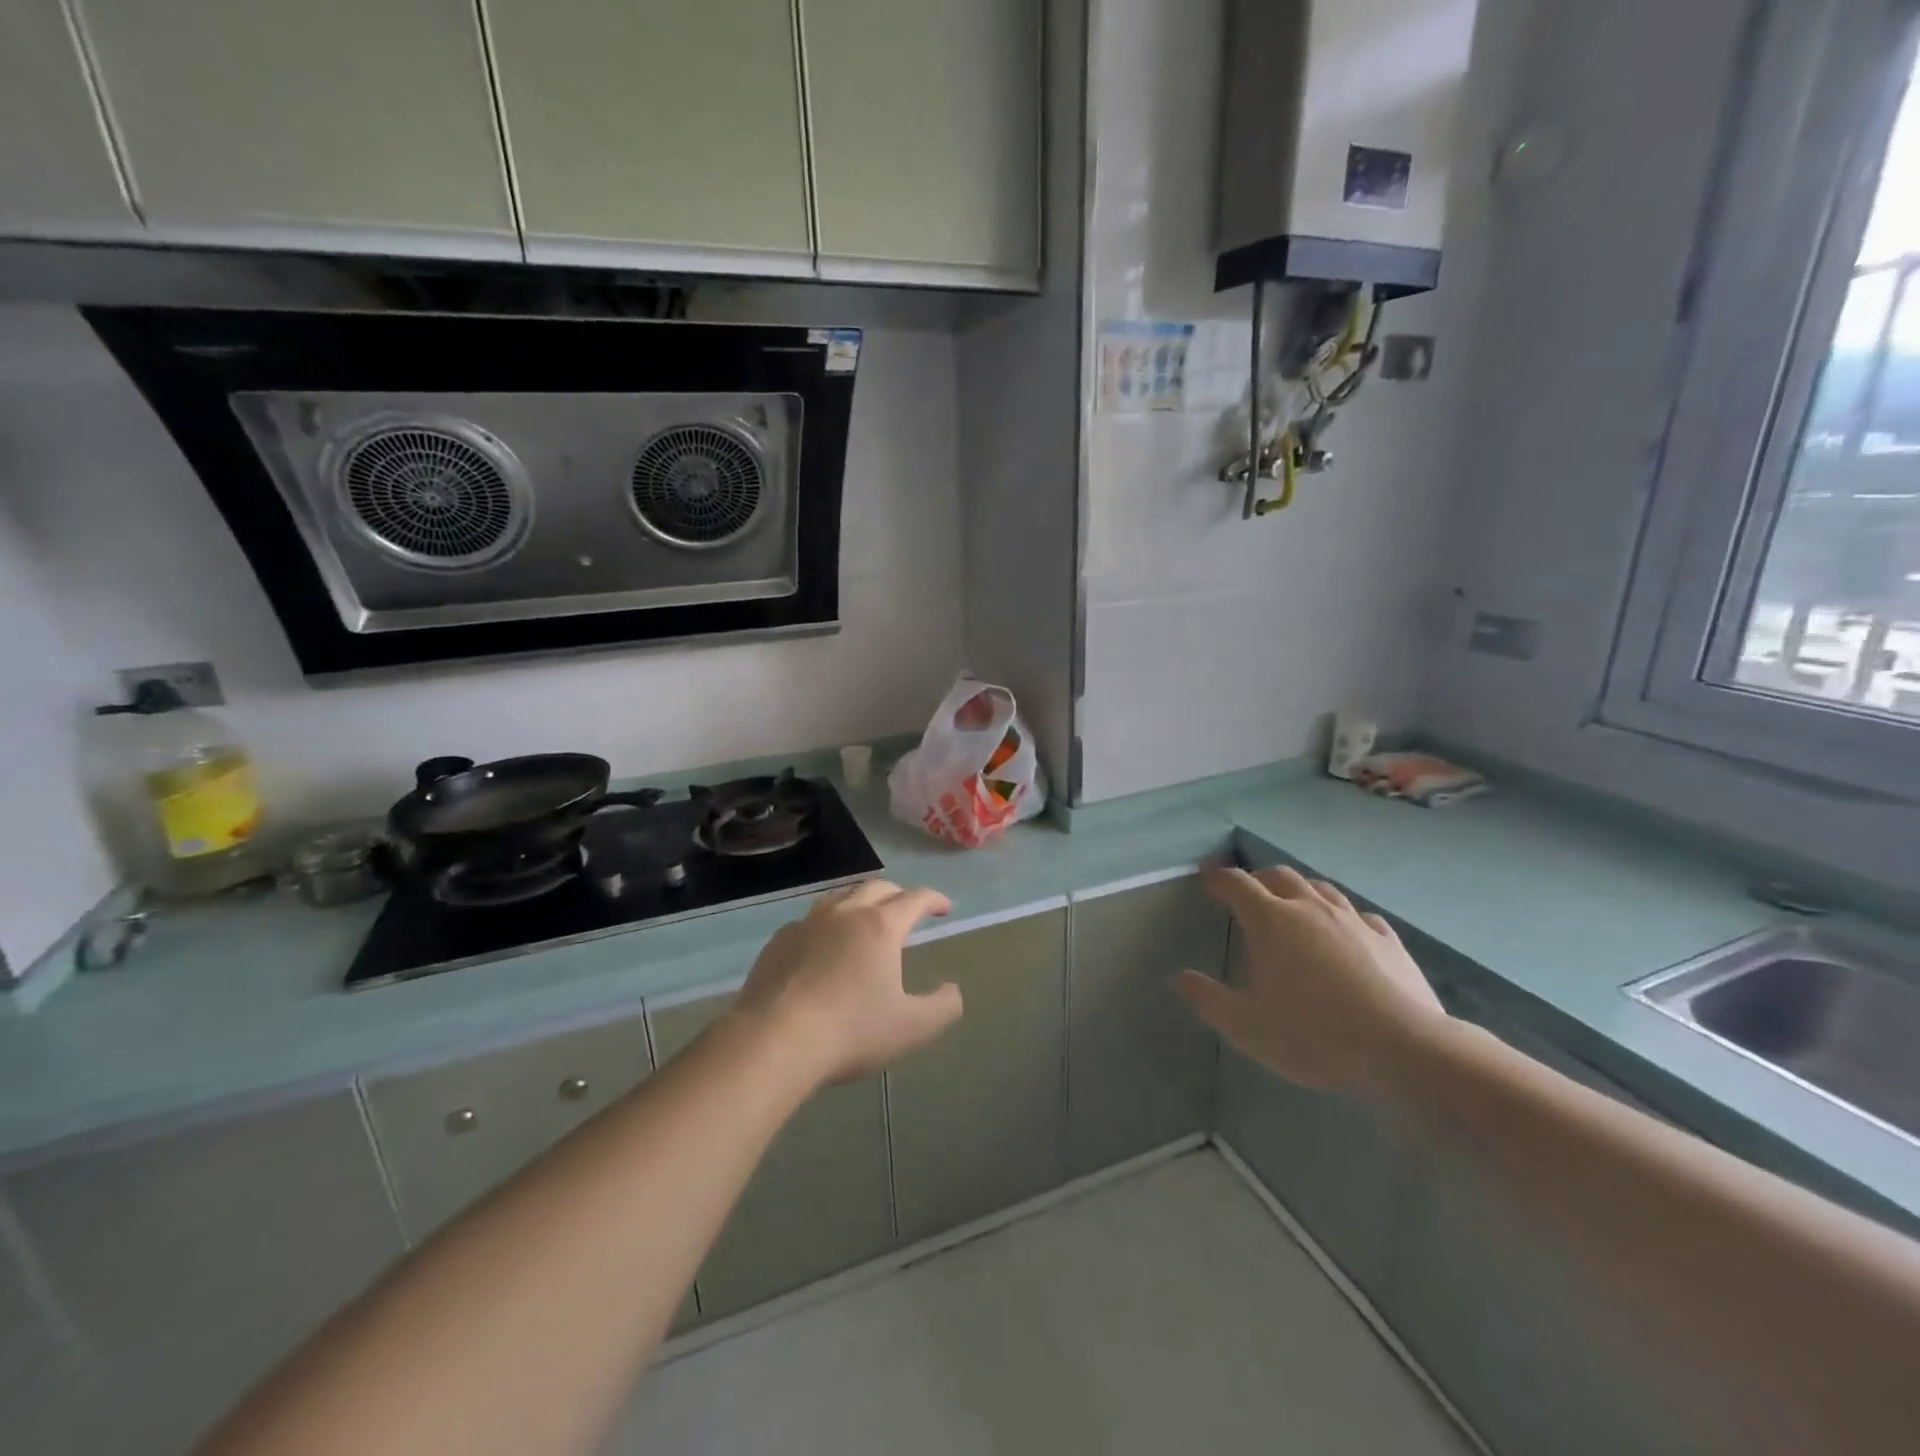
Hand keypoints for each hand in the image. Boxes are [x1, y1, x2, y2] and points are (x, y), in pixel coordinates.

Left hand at [729, 880, 962, 1085]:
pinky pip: (809, 922)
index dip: (934, 899)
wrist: (774, 1041)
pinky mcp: (778, 942)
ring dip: (860, 902)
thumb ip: (942, 1007)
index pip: (915, 898)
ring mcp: (806, 924)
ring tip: (866, 919)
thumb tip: (953, 990)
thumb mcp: (912, 1028)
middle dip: (898, 894)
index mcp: (881, 925)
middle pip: (877, 888)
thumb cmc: (851, 1031)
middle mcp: (844, 913)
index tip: (944, 907)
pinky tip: (822, 948)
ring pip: (840, 897)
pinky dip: (826, 925)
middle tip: (908, 911)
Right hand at [1176, 867, 1446, 1098]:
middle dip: (1257, 878)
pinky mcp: (1388, 940)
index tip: (1206, 879)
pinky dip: (1341, 915)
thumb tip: (1179, 978)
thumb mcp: (1246, 1025)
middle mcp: (1309, 909)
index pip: (1236, 884)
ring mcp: (1353, 921)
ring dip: (1299, 889)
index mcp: (1270, 921)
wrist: (1403, 1049)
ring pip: (1320, 888)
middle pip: (1279, 876)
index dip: (1217, 878)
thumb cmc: (1313, 1034)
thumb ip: (1208, 999)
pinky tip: (1345, 931)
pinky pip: (1359, 915)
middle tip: (1246, 892)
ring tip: (1292, 903)